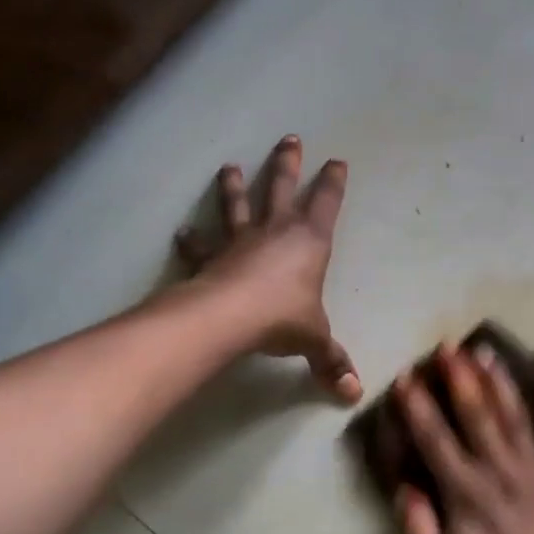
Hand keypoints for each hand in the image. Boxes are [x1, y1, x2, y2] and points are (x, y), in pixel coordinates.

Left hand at [175, 135, 361, 402]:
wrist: (231, 316)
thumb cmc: (284, 317)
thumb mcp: (315, 340)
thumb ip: (332, 362)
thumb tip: (353, 394)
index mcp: (309, 241)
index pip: (326, 203)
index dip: (333, 183)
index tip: (337, 161)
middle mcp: (275, 231)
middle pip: (281, 188)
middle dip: (287, 164)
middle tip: (289, 139)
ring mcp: (240, 241)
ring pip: (237, 206)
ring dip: (234, 187)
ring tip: (228, 166)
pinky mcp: (212, 258)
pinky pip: (201, 247)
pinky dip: (190, 241)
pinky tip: (181, 233)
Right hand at [393, 344, 533, 533]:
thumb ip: (420, 532)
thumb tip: (403, 487)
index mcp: (468, 496)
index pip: (436, 440)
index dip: (417, 407)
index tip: (406, 377)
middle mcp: (503, 474)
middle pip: (478, 416)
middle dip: (460, 378)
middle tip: (448, 345)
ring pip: (517, 420)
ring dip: (500, 384)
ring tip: (486, 352)